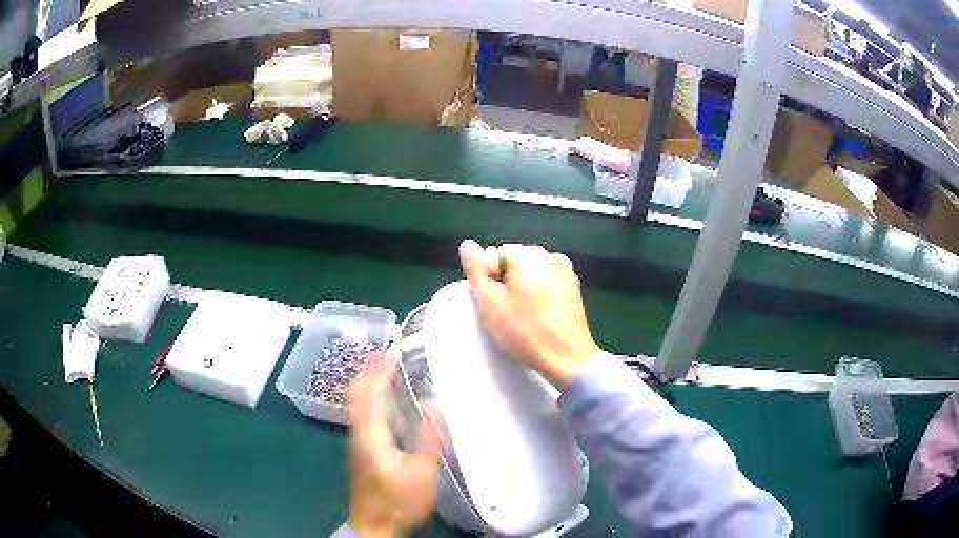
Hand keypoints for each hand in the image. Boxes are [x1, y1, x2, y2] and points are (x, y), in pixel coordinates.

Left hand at [347, 354, 441, 537]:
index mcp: (371, 435)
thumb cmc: (398, 502)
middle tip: (386, 354)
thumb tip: (432, 408)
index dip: (379, 371)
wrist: (373, 526)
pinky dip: (369, 398)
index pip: (370, 394)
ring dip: (367, 383)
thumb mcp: (422, 475)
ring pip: (356, 403)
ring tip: (385, 370)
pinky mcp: (360, 451)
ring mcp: (356, 443)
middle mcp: (358, 433)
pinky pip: (361, 414)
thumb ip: (427, 441)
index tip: (393, 351)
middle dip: (368, 371)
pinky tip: (383, 402)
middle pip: (356, 394)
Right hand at [459, 240, 601, 388]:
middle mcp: (549, 255)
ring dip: (523, 286)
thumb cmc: (524, 331)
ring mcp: (566, 270)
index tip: (494, 301)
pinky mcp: (574, 286)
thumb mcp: (490, 302)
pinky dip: (540, 292)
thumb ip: (476, 270)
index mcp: (528, 255)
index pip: (496, 254)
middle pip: (515, 260)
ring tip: (523, 314)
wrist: (566, 357)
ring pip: (532, 271)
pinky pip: (547, 280)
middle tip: (506, 310)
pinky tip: (539, 314)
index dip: (489, 277)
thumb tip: (467, 244)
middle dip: (507, 280)